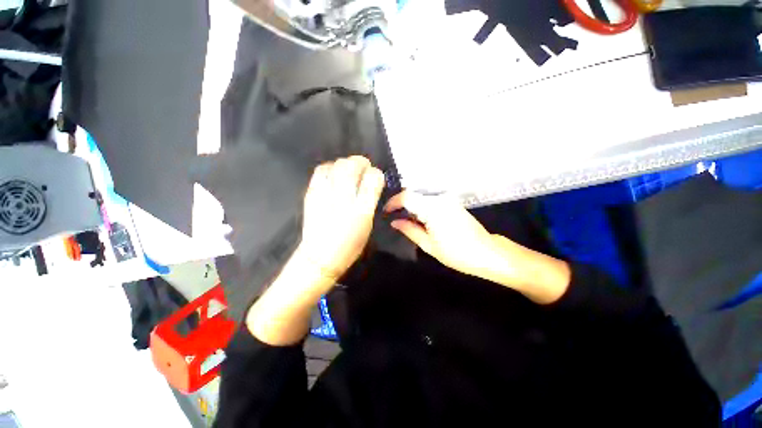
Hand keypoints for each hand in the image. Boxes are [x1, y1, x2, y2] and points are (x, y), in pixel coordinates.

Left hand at [298, 156, 384, 283]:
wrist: (319, 257)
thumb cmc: (349, 246)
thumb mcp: (368, 225)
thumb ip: (370, 201)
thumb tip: (370, 183)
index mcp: (362, 210)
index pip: (373, 178)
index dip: (376, 174)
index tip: (375, 177)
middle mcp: (344, 199)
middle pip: (352, 165)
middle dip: (361, 162)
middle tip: (363, 168)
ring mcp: (325, 194)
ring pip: (336, 164)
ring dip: (345, 163)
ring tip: (348, 171)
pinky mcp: (311, 194)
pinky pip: (321, 170)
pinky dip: (330, 168)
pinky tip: (333, 175)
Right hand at [384, 191, 502, 278]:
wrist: (486, 253)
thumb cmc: (456, 253)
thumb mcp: (428, 245)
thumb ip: (409, 230)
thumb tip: (394, 222)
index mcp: (433, 208)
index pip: (407, 197)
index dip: (393, 203)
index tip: (385, 212)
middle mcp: (439, 199)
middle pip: (413, 195)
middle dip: (401, 205)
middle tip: (393, 217)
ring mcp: (447, 200)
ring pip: (421, 197)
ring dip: (411, 206)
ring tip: (404, 220)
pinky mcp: (452, 203)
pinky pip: (431, 201)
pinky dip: (421, 207)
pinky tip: (419, 220)